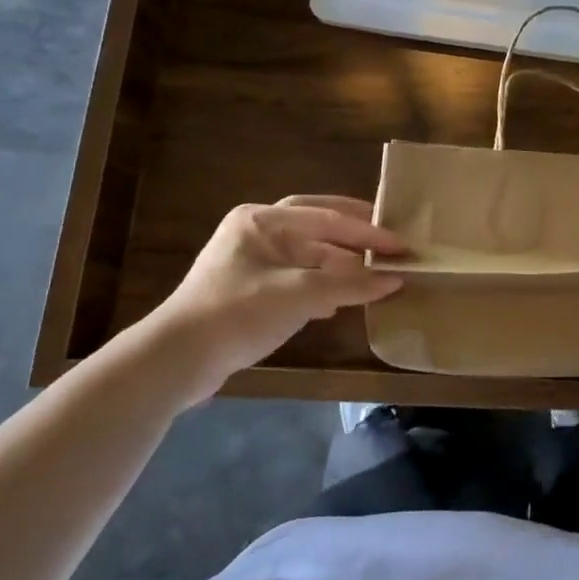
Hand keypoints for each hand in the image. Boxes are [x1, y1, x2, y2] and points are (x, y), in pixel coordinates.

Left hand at [133, 196, 405, 409]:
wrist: (177, 361)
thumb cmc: (238, 314)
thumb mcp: (299, 295)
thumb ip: (349, 285)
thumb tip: (395, 280)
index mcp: (262, 220)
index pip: (327, 218)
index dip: (368, 231)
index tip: (401, 245)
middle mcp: (257, 232)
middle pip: (317, 226)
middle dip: (354, 234)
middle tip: (390, 242)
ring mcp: (251, 262)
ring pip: (308, 254)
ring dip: (341, 262)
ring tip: (374, 272)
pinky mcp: (250, 291)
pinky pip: (297, 278)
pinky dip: (322, 285)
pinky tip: (341, 300)